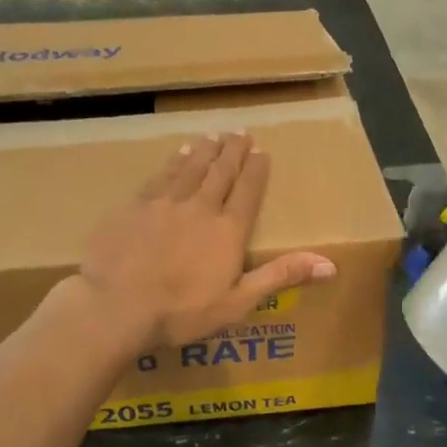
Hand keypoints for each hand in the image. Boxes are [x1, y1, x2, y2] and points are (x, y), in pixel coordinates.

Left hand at [76, 133, 336, 350]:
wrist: (115, 306)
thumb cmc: (181, 313)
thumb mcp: (237, 302)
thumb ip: (280, 277)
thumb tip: (330, 265)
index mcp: (227, 231)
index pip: (247, 192)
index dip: (256, 170)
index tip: (261, 151)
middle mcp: (200, 207)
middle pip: (221, 173)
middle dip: (233, 152)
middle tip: (241, 133)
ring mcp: (165, 202)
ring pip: (191, 168)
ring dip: (206, 151)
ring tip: (215, 137)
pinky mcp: (135, 204)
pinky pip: (161, 175)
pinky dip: (175, 161)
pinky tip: (180, 153)